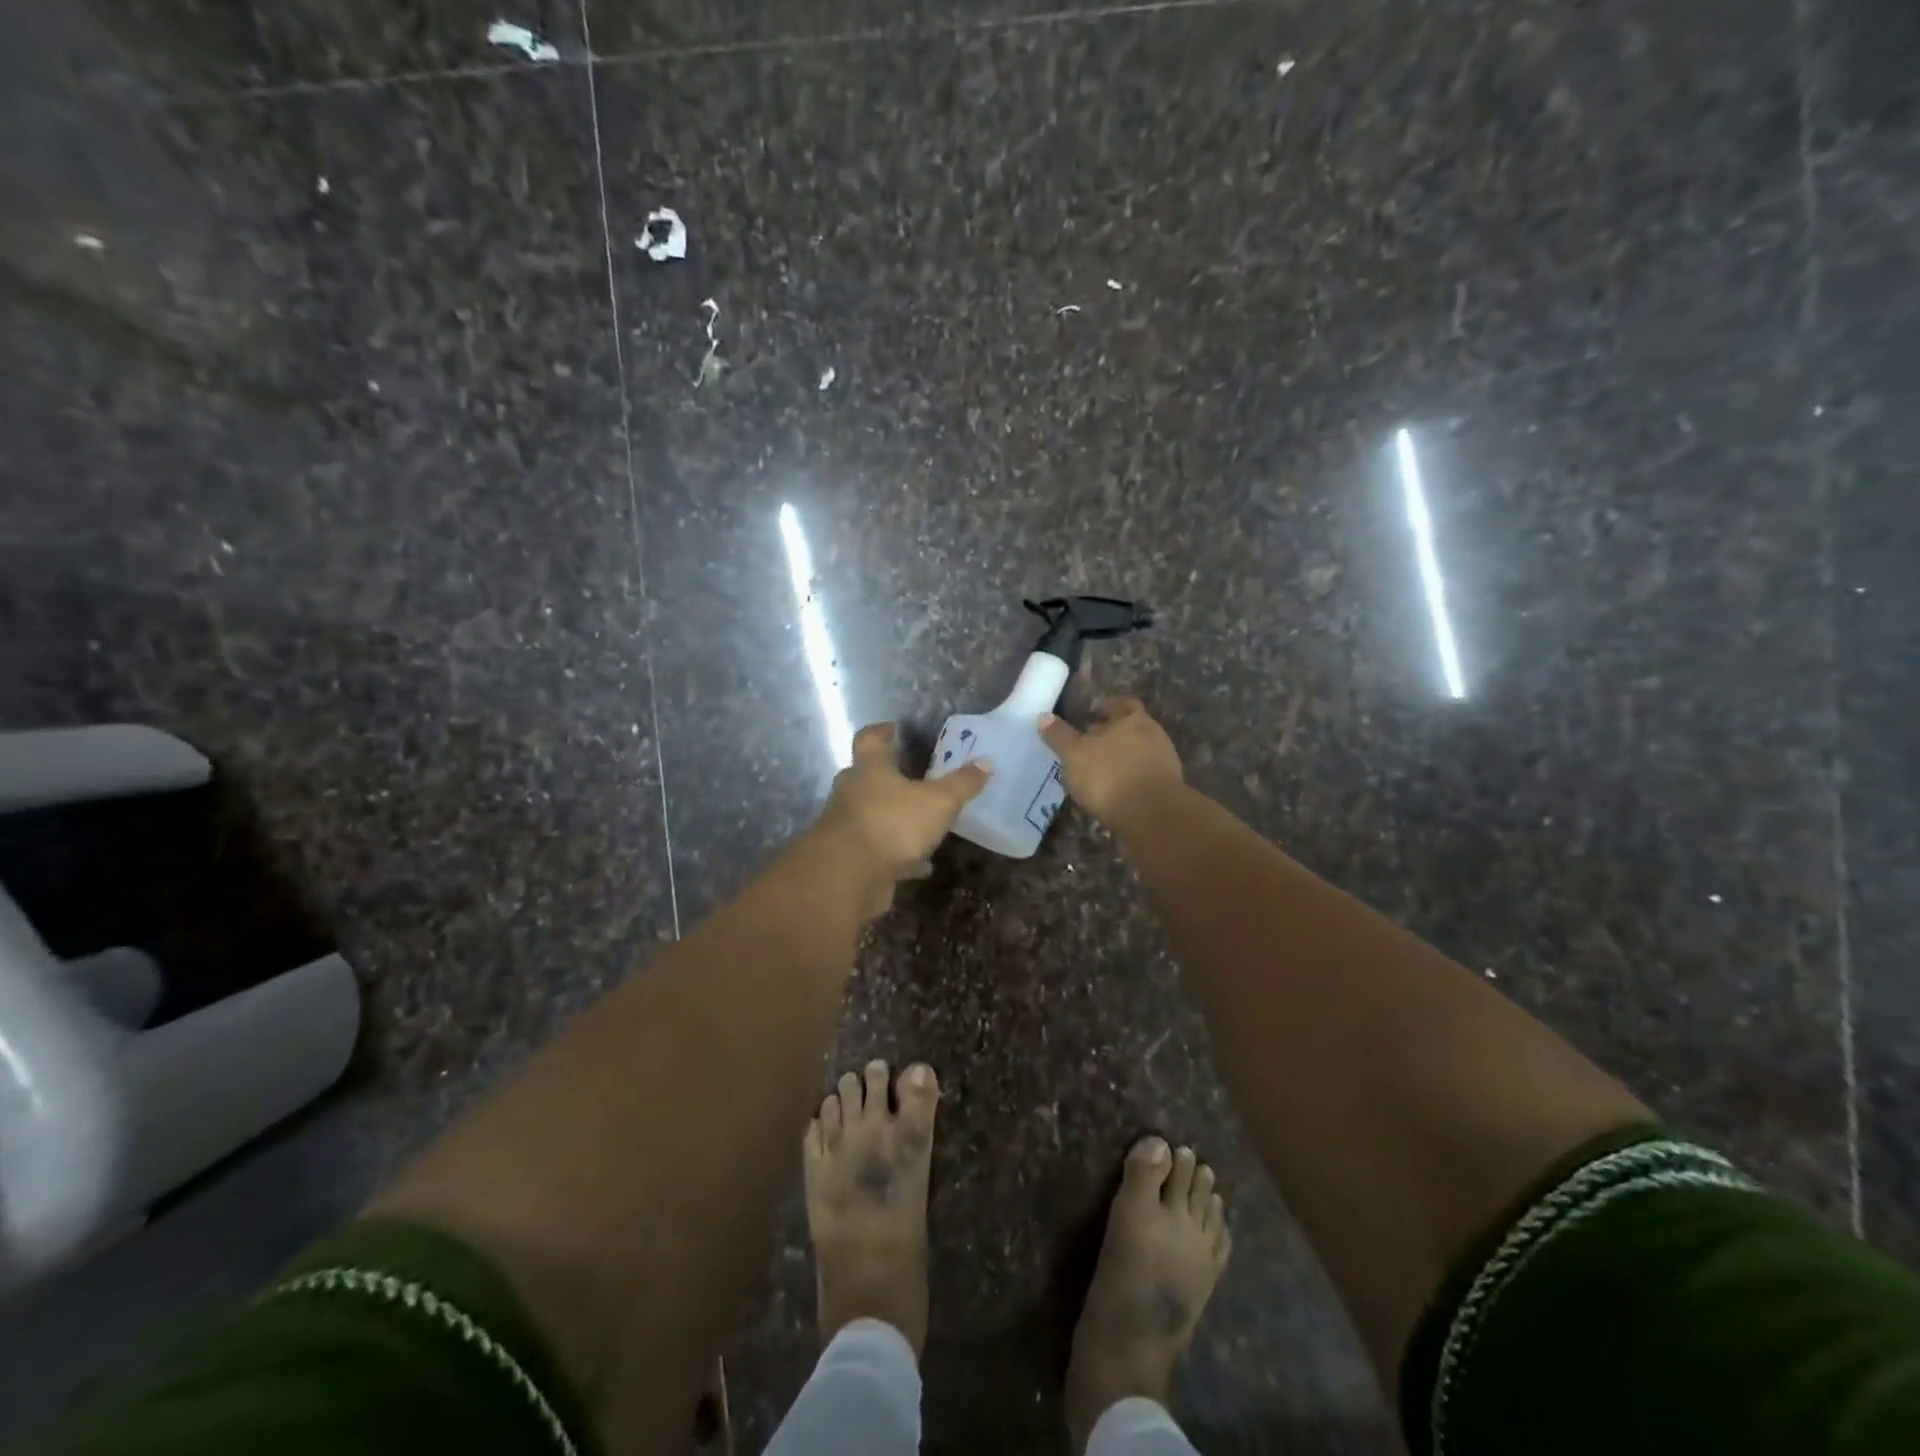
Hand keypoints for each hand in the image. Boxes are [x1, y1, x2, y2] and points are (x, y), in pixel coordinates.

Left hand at [810, 722, 991, 912]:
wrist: (848, 876)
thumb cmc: (892, 823)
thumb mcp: (938, 802)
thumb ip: (962, 783)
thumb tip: (986, 762)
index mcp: (870, 768)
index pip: (870, 738)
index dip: (882, 731)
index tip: (894, 728)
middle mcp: (852, 791)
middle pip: (866, 776)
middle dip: (888, 776)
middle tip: (912, 775)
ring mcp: (847, 826)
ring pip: (872, 814)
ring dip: (893, 817)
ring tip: (921, 822)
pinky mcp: (851, 858)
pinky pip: (878, 849)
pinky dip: (898, 854)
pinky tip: (921, 865)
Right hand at [1039, 697, 1184, 826]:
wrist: (1151, 816)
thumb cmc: (1109, 775)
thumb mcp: (1074, 754)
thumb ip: (1060, 736)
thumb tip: (1044, 717)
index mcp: (1133, 719)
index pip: (1121, 704)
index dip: (1106, 707)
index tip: (1091, 714)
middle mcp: (1153, 736)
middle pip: (1131, 729)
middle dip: (1112, 735)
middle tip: (1089, 745)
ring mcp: (1163, 764)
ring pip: (1137, 754)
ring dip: (1119, 760)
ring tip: (1097, 773)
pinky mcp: (1166, 790)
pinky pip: (1142, 778)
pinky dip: (1127, 782)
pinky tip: (1111, 793)